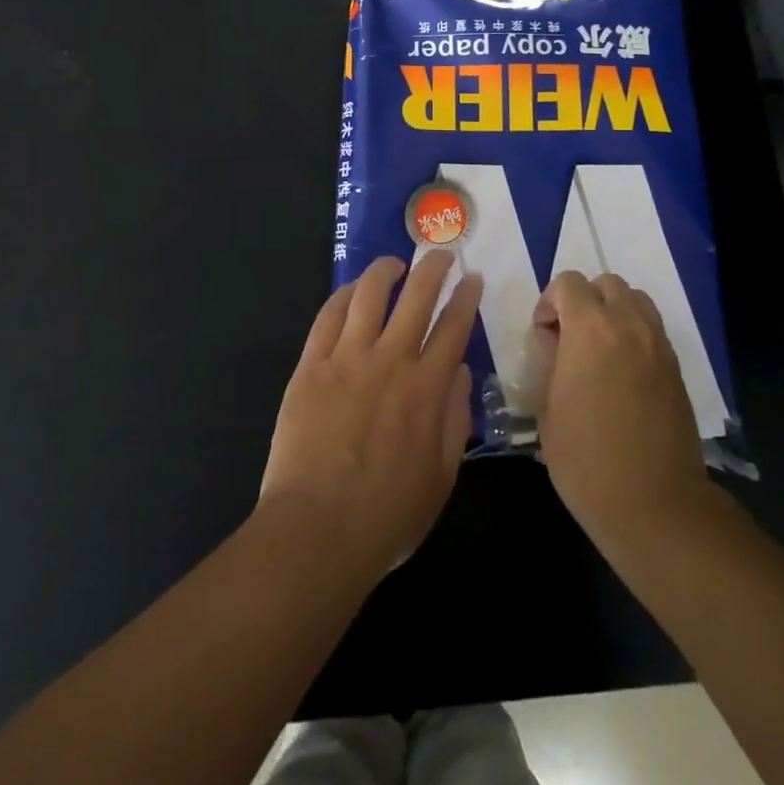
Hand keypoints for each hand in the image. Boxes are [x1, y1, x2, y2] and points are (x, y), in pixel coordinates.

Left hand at [260, 252, 482, 581]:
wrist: (317, 529)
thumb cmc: (386, 515)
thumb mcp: (441, 478)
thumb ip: (455, 420)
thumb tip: (458, 372)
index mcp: (428, 389)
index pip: (454, 326)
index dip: (466, 297)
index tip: (472, 278)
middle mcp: (391, 361)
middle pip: (417, 296)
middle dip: (433, 268)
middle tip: (440, 254)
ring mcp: (347, 358)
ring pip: (369, 294)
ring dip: (385, 271)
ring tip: (394, 263)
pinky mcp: (311, 365)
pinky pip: (328, 316)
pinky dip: (343, 295)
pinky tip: (351, 290)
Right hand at [533, 272, 709, 549]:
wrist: (654, 505)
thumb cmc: (586, 460)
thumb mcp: (547, 409)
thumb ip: (549, 363)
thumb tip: (554, 344)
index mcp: (590, 329)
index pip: (568, 283)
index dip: (549, 303)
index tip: (543, 336)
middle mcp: (629, 325)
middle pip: (606, 283)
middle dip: (583, 300)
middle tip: (570, 338)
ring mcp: (658, 345)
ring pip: (635, 299)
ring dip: (612, 311)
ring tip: (598, 350)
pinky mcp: (676, 368)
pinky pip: (652, 329)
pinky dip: (633, 334)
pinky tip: (622, 372)